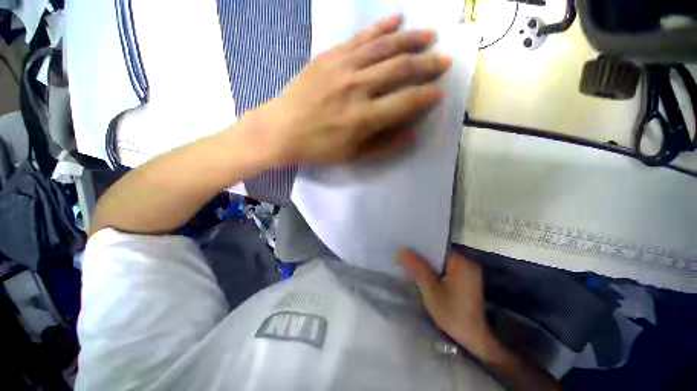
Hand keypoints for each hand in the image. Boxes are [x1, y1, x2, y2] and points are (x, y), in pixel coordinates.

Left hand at [254, 14, 450, 164]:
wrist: (283, 129)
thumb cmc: (319, 147)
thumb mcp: (353, 156)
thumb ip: (384, 145)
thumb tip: (412, 135)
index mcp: (364, 118)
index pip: (406, 102)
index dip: (427, 96)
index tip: (440, 91)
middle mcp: (358, 88)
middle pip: (400, 69)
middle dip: (427, 63)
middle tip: (445, 59)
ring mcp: (343, 68)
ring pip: (384, 47)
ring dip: (411, 39)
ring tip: (429, 35)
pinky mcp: (330, 56)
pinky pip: (361, 38)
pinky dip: (382, 27)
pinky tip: (397, 19)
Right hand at [398, 250, 500, 359]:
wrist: (474, 338)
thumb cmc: (452, 314)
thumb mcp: (431, 290)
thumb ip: (417, 267)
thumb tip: (401, 250)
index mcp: (462, 262)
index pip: (436, 247)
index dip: (419, 248)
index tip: (405, 251)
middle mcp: (467, 262)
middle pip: (439, 254)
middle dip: (422, 257)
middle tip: (405, 258)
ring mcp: (468, 271)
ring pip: (441, 261)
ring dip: (428, 265)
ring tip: (411, 265)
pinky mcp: (466, 279)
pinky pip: (446, 268)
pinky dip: (435, 271)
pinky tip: (425, 275)